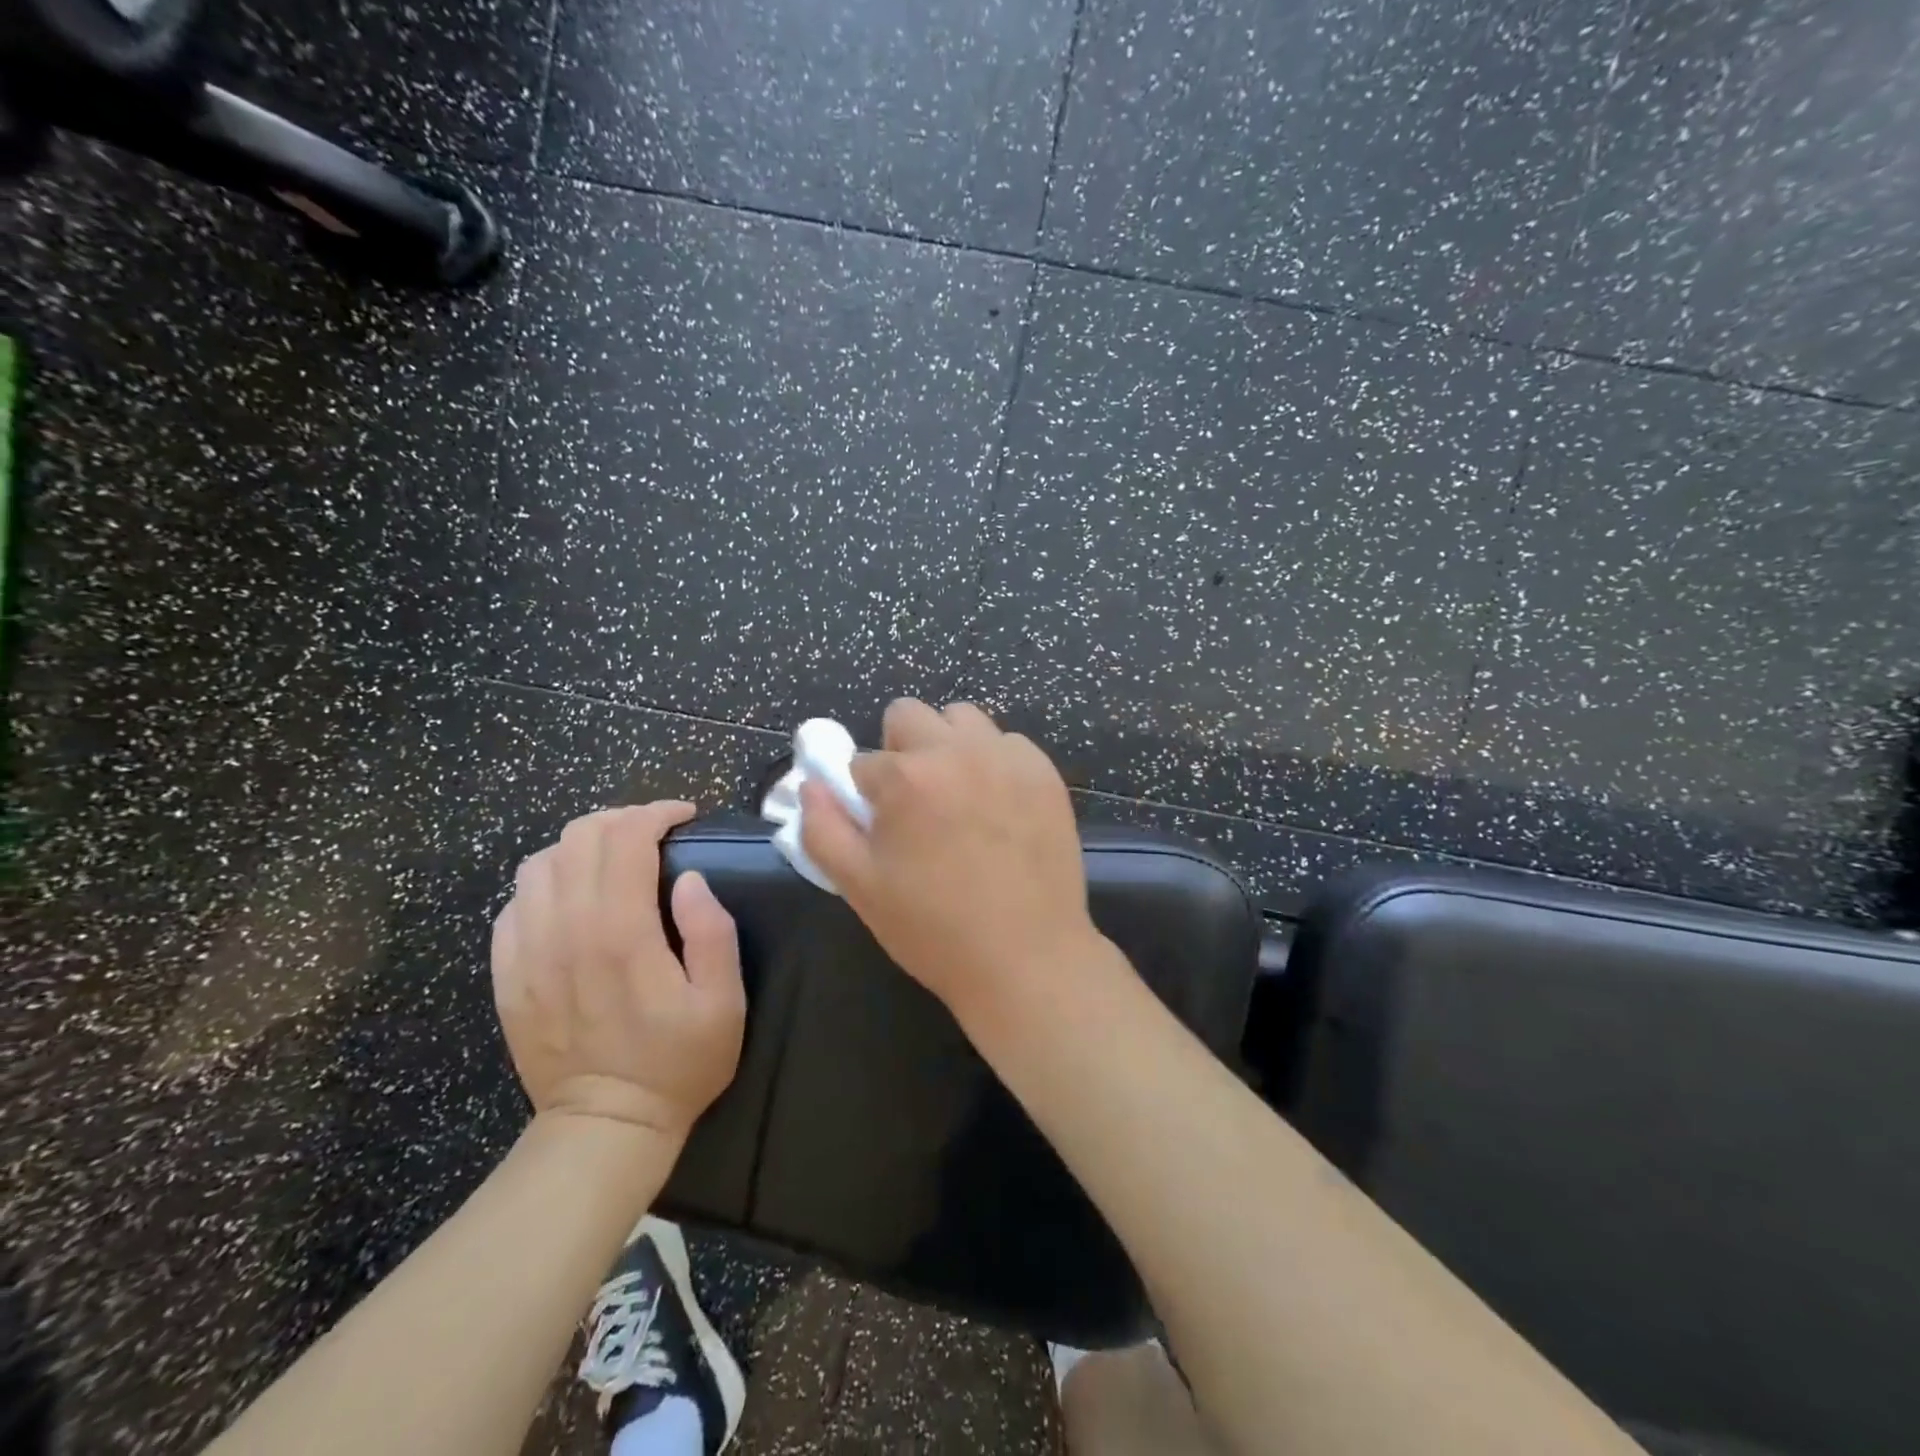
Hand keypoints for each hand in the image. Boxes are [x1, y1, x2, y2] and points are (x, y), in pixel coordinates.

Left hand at [491, 802, 744, 1142]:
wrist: (605, 1125)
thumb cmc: (678, 1062)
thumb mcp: (724, 1002)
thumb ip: (712, 933)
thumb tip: (691, 880)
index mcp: (621, 934)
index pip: (626, 839)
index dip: (656, 813)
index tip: (683, 817)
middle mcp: (566, 931)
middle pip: (579, 838)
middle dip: (621, 819)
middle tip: (654, 832)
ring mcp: (528, 952)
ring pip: (540, 862)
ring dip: (581, 845)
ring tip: (614, 857)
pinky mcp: (508, 974)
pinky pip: (514, 902)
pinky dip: (547, 881)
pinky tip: (573, 897)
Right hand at [799, 699, 1104, 1023]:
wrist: (1028, 958)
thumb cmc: (934, 929)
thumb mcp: (860, 887)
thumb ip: (822, 829)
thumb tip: (811, 785)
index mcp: (905, 777)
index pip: (862, 762)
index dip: (865, 796)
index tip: (882, 827)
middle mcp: (957, 751)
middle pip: (908, 715)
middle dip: (900, 750)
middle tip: (914, 801)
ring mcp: (1007, 757)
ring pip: (962, 719)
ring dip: (948, 746)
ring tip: (957, 796)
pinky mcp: (1045, 772)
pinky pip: (1008, 743)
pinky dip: (994, 763)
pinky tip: (999, 807)